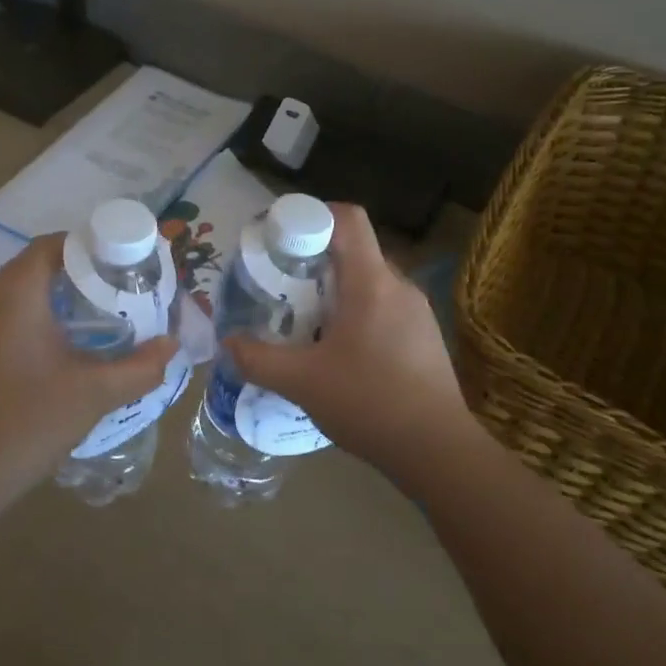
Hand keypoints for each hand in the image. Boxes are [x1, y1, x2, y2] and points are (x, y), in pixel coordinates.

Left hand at [0, 235, 176, 499]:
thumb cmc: (31, 422)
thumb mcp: (96, 393)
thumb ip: (141, 367)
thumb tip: (171, 346)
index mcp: (14, 297)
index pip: (50, 246)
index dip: (87, 246)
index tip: (120, 263)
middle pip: (33, 267)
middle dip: (75, 273)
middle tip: (114, 290)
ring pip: (15, 294)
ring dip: (52, 297)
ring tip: (92, 317)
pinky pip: (0, 319)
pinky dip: (30, 320)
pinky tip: (54, 350)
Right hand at [226, 203, 473, 479]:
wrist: (437, 451)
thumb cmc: (368, 403)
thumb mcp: (301, 383)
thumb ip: (258, 359)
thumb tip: (228, 343)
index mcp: (371, 282)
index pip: (347, 218)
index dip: (311, 215)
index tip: (280, 238)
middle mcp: (399, 286)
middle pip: (354, 251)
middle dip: (314, 261)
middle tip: (282, 287)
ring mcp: (418, 312)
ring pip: (369, 282)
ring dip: (336, 291)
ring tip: (306, 323)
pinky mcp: (426, 337)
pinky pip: (385, 307)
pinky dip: (357, 313)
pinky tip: (340, 352)